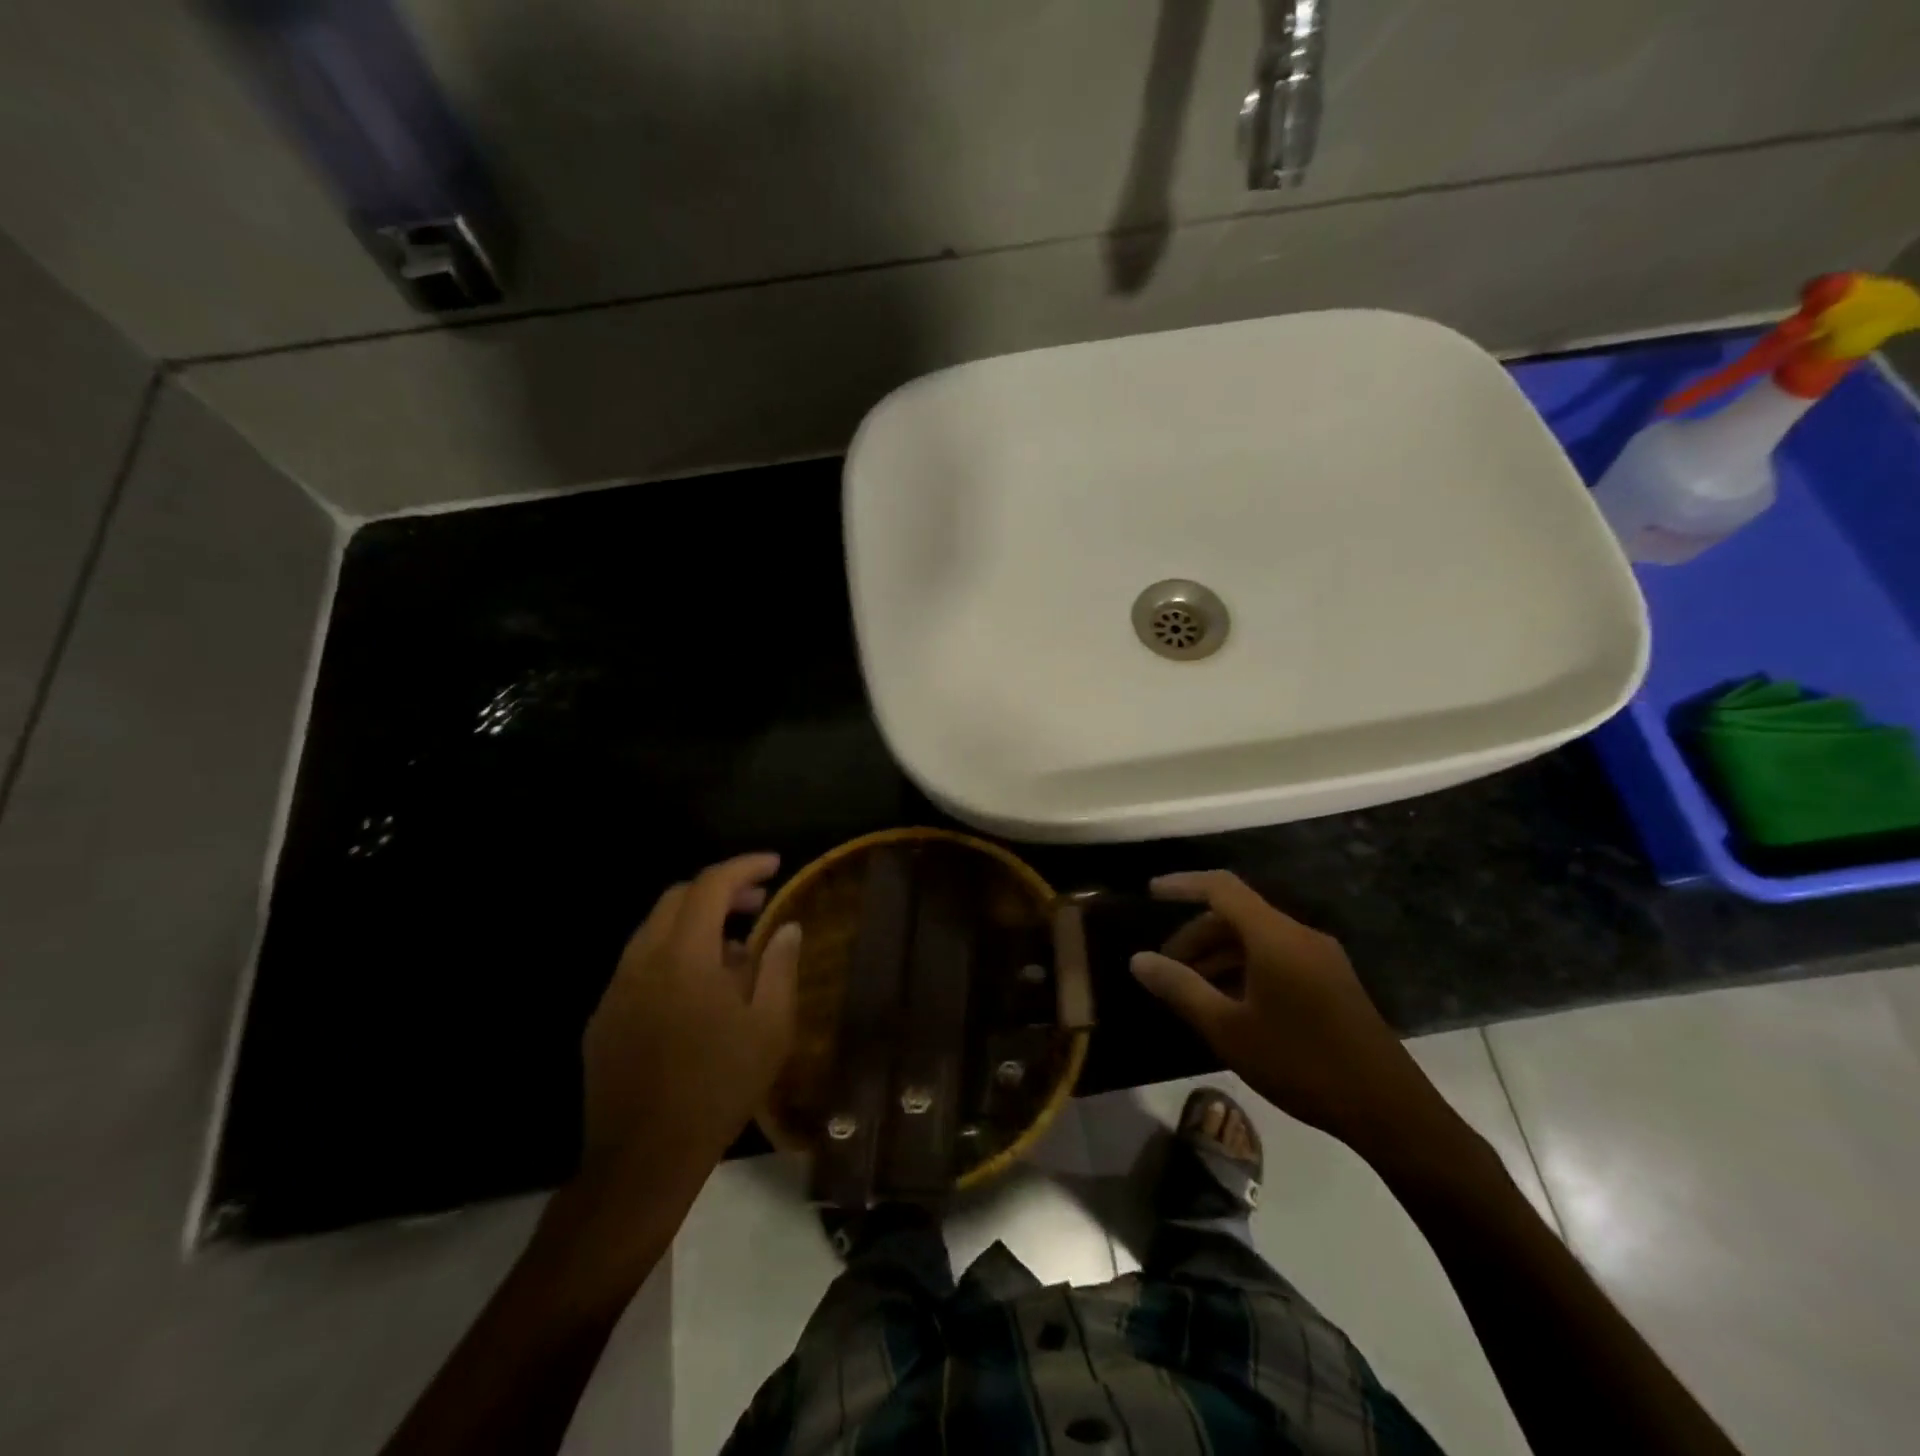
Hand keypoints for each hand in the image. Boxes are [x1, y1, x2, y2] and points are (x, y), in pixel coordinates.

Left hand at [581, 853, 802, 1182]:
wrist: (643, 1159)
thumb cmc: (719, 1088)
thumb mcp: (770, 1027)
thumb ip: (779, 966)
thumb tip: (787, 926)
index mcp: (684, 956)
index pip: (710, 885)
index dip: (744, 867)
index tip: (774, 865)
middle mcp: (643, 960)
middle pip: (677, 898)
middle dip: (720, 890)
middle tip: (757, 903)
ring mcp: (616, 989)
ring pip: (654, 929)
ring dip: (695, 923)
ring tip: (733, 949)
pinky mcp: (603, 1017)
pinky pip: (640, 964)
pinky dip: (672, 954)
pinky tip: (696, 991)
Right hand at [1131, 871, 1455, 1165]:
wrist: (1389, 1111)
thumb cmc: (1301, 1064)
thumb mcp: (1228, 1029)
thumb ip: (1180, 988)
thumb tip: (1138, 960)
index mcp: (1275, 937)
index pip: (1221, 888)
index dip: (1183, 884)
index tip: (1150, 893)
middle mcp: (1300, 936)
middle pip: (1237, 915)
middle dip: (1196, 935)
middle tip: (1167, 968)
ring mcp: (1321, 958)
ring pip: (1257, 938)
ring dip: (1219, 955)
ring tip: (1192, 990)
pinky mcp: (1332, 981)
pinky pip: (1277, 957)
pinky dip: (1244, 968)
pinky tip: (1230, 1004)